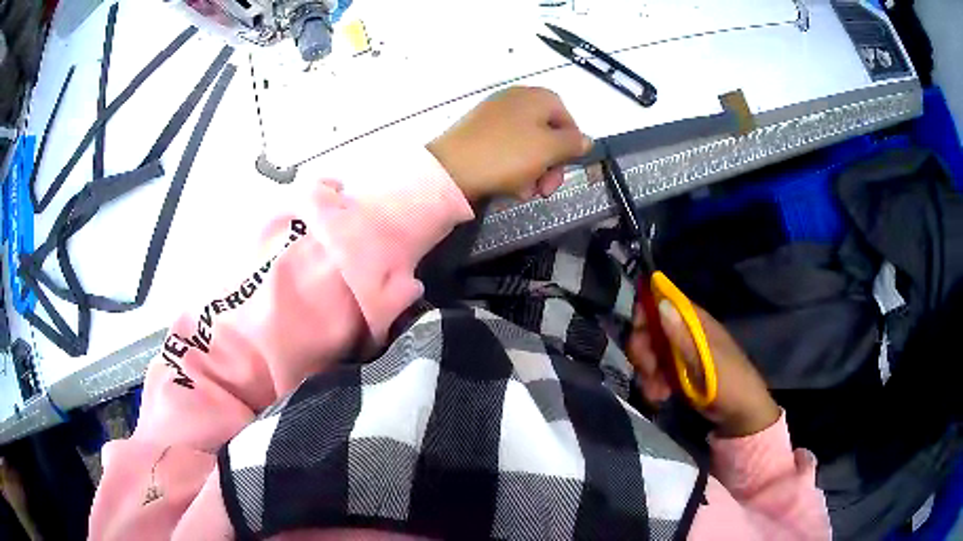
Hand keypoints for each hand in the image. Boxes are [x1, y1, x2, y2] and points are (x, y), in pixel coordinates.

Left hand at [427, 86, 592, 200]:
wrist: (450, 169)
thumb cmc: (507, 155)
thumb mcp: (549, 149)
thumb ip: (573, 143)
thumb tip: (585, 140)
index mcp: (537, 97)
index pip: (568, 119)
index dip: (571, 147)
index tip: (566, 170)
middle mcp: (516, 99)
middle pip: (547, 133)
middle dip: (551, 164)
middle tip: (545, 189)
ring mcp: (494, 114)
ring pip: (527, 144)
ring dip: (533, 170)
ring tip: (524, 191)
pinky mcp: (478, 131)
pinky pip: (506, 147)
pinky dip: (512, 166)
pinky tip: (509, 185)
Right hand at [627, 299, 780, 437]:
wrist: (741, 415)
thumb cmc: (730, 383)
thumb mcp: (707, 362)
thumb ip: (683, 336)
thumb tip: (661, 302)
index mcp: (696, 322)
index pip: (663, 302)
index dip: (645, 314)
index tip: (640, 337)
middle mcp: (686, 333)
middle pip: (650, 329)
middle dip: (643, 352)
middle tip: (648, 372)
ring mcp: (682, 354)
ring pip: (650, 353)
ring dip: (647, 373)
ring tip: (657, 393)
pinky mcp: (678, 373)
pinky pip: (655, 372)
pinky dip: (652, 384)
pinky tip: (660, 397)